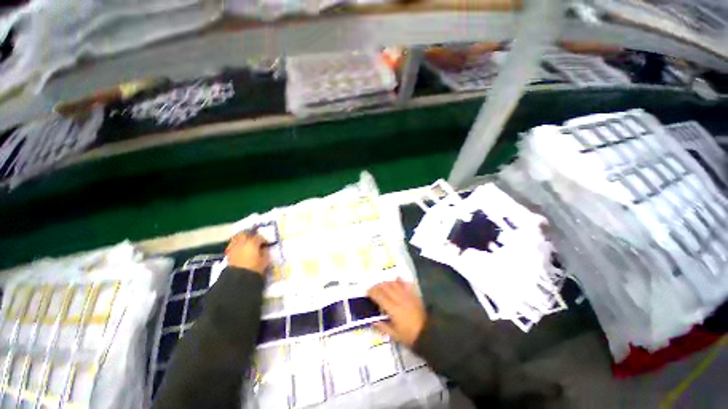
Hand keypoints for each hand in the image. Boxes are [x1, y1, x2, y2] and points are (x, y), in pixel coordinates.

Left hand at [225, 233, 270, 274]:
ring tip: (246, 243)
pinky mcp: (228, 253)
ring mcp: (234, 247)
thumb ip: (265, 252)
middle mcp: (242, 242)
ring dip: (241, 238)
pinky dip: (236, 244)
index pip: (259, 237)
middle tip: (255, 239)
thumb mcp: (265, 260)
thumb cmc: (255, 268)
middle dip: (250, 235)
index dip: (263, 240)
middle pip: (245, 234)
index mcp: (252, 242)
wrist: (239, 279)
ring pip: (236, 237)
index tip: (266, 244)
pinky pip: (232, 245)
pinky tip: (239, 249)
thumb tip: (264, 248)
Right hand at [367, 278, 426, 346]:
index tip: (367, 293)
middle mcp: (398, 298)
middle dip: (377, 286)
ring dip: (386, 282)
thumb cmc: (410, 335)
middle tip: (372, 289)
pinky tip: (396, 280)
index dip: (372, 292)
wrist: (428, 332)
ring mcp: (406, 295)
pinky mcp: (413, 294)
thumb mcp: (394, 335)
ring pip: (394, 283)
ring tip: (381, 285)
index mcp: (393, 309)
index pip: (379, 296)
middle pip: (385, 287)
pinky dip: (399, 280)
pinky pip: (405, 283)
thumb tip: (372, 321)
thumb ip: (382, 327)